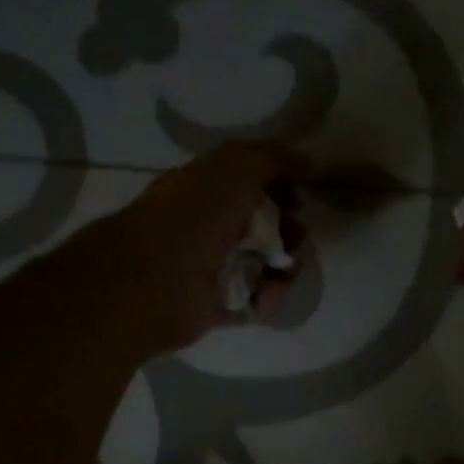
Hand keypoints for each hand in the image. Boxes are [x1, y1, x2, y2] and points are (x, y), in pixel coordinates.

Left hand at [92, 141, 309, 355]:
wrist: (156, 279)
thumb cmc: (195, 215)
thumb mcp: (237, 167)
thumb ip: (274, 158)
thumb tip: (308, 162)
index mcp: (206, 188)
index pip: (252, 183)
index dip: (281, 188)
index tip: (300, 198)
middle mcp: (208, 225)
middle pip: (264, 226)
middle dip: (290, 231)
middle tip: (296, 238)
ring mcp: (211, 267)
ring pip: (264, 265)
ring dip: (285, 268)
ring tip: (285, 273)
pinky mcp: (215, 305)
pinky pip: (254, 301)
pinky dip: (268, 298)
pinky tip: (268, 296)